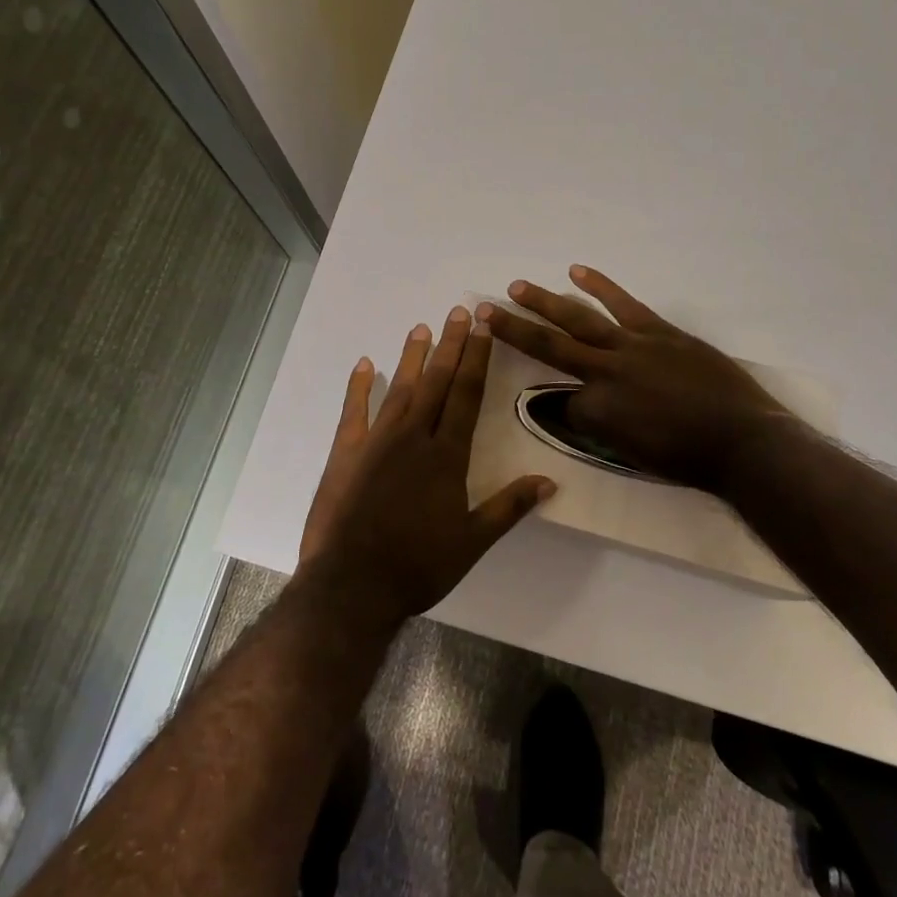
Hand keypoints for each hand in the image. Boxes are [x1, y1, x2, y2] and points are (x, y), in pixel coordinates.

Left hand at [299, 306, 555, 622]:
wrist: (352, 586)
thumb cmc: (418, 566)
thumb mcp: (472, 542)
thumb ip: (509, 506)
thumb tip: (550, 481)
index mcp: (447, 456)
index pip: (466, 395)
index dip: (476, 359)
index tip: (482, 328)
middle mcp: (414, 437)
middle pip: (436, 382)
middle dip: (450, 345)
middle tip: (458, 311)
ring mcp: (376, 441)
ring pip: (399, 388)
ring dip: (412, 357)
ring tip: (421, 327)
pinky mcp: (346, 453)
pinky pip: (353, 411)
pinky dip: (359, 386)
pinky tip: (364, 364)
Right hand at [481, 265, 804, 496]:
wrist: (744, 440)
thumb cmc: (689, 460)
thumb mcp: (634, 456)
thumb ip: (602, 430)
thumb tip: (580, 409)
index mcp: (597, 412)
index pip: (562, 405)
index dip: (563, 409)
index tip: (570, 413)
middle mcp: (605, 373)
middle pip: (549, 346)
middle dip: (514, 329)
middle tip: (484, 310)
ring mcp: (632, 346)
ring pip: (578, 319)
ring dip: (544, 302)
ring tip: (517, 287)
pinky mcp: (658, 331)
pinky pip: (623, 304)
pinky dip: (600, 286)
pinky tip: (576, 270)